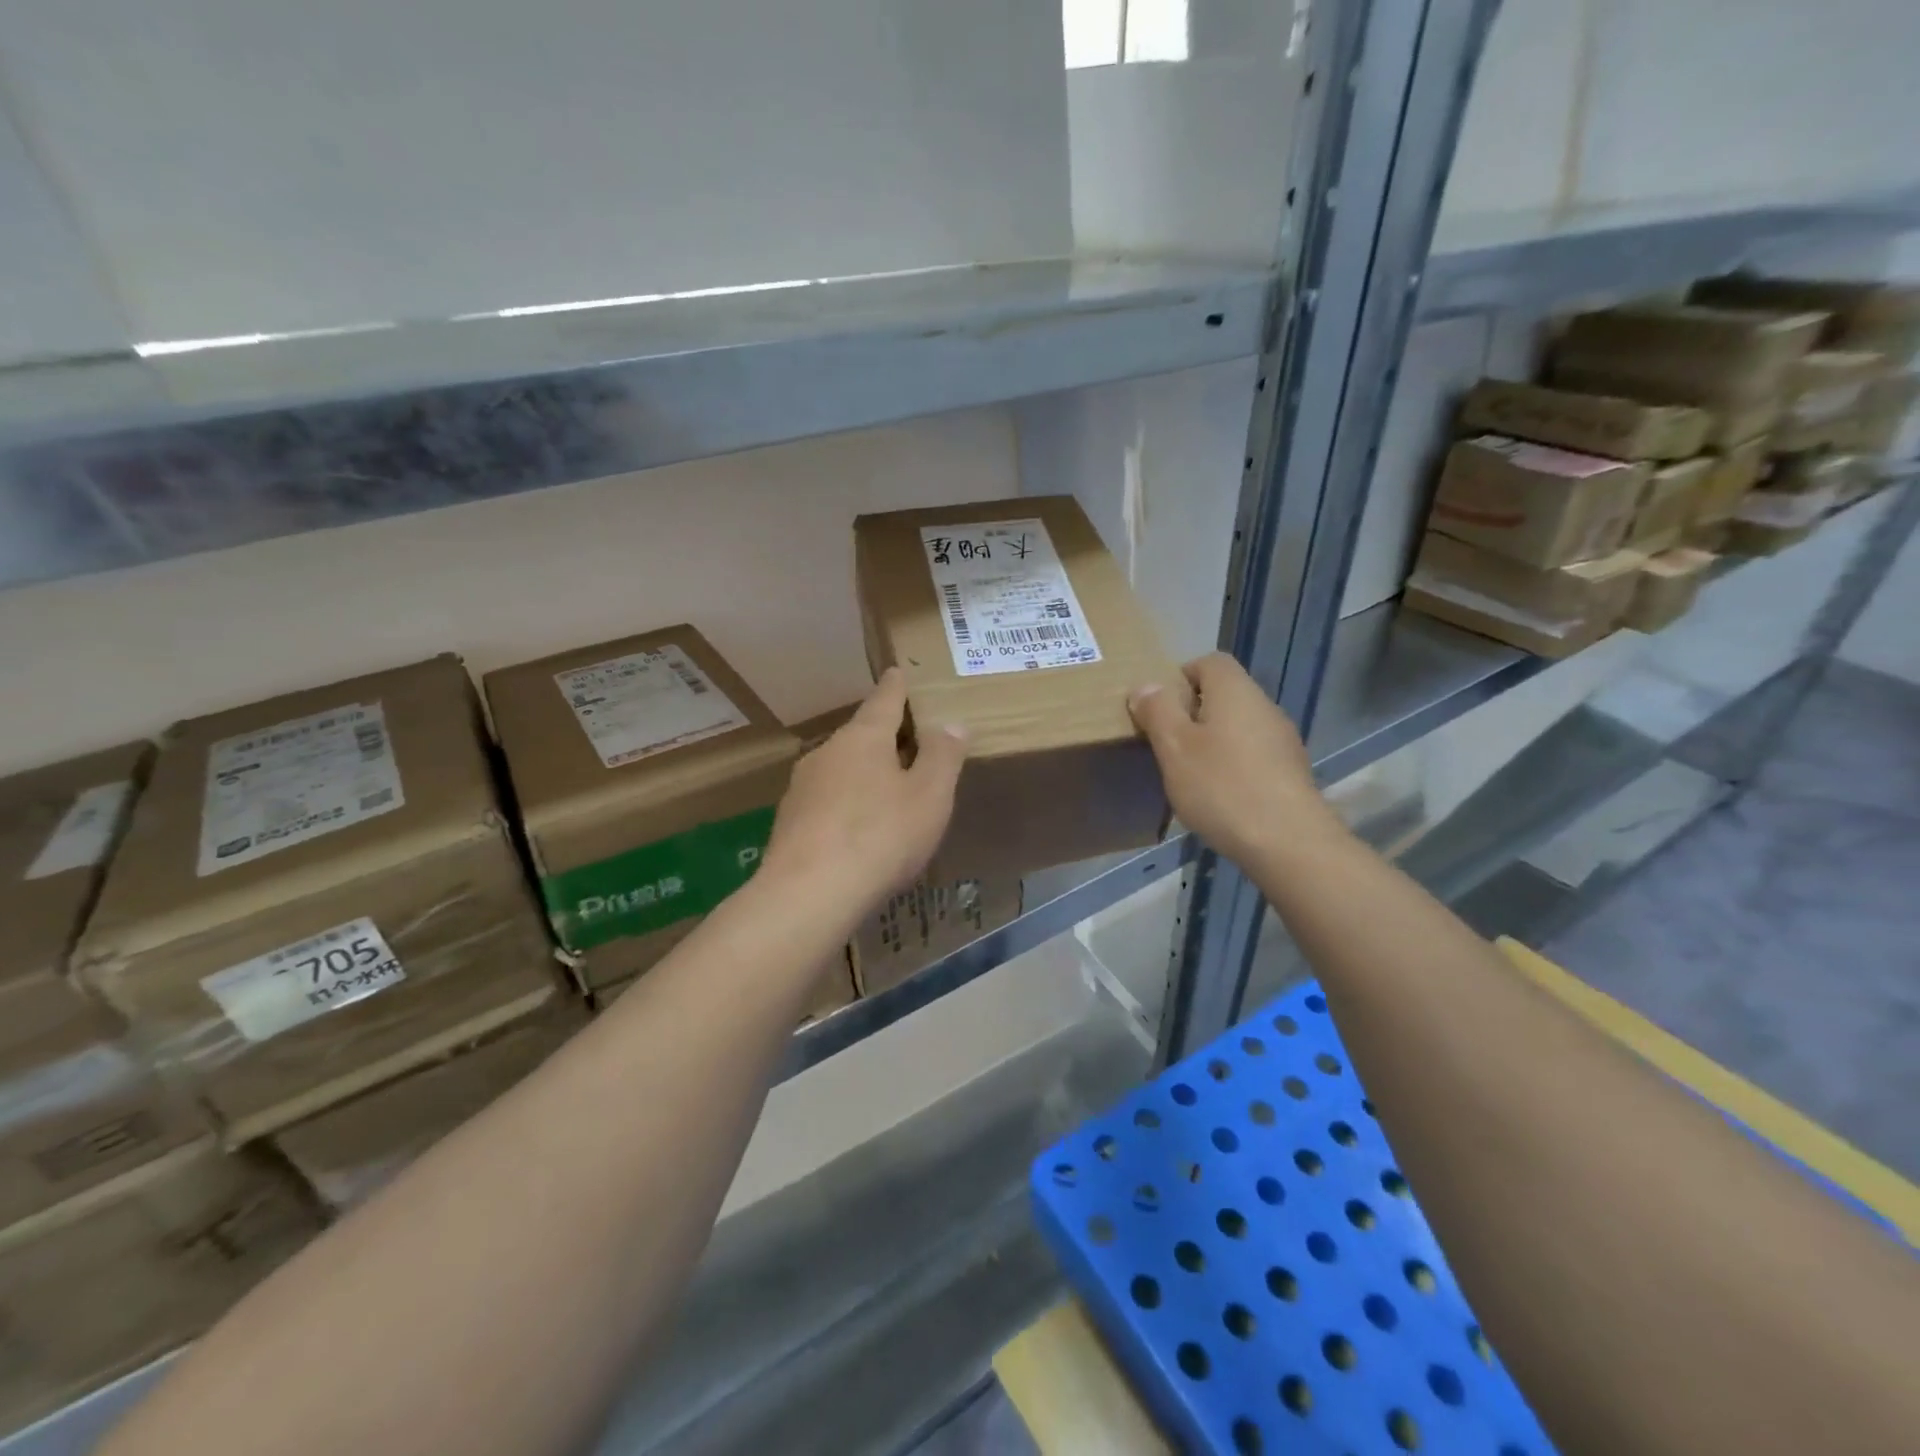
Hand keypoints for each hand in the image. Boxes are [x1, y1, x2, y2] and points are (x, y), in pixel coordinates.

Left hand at [763, 668, 966, 918]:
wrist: (809, 893)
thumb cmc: (881, 835)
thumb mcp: (929, 796)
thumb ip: (942, 756)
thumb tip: (952, 722)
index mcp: (863, 738)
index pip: (884, 700)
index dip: (896, 686)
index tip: (898, 671)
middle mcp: (827, 752)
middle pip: (861, 735)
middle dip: (883, 737)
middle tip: (909, 742)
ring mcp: (802, 787)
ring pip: (841, 769)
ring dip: (864, 774)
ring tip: (887, 791)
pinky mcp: (790, 822)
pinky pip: (827, 802)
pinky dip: (846, 806)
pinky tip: (858, 831)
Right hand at [1129, 652, 1340, 867]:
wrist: (1288, 842)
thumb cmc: (1221, 786)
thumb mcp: (1174, 747)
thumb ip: (1157, 711)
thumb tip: (1146, 686)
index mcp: (1235, 691)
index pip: (1209, 661)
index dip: (1180, 676)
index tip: (1159, 709)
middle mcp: (1264, 706)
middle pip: (1224, 694)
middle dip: (1192, 713)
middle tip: (1166, 744)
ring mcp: (1282, 740)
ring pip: (1238, 727)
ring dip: (1212, 742)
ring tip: (1189, 774)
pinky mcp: (1290, 772)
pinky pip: (1252, 755)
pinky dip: (1232, 765)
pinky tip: (1219, 796)